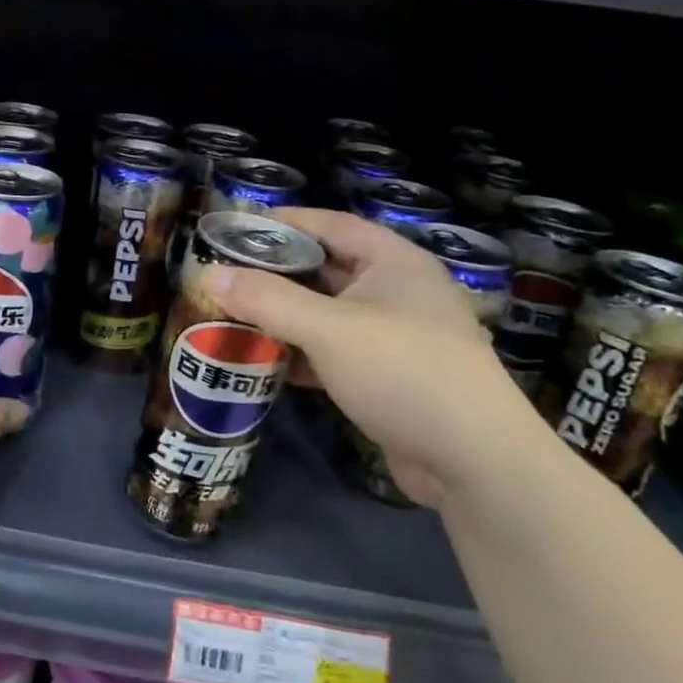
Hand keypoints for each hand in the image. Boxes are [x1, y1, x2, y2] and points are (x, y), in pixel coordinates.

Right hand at [209, 209, 540, 509]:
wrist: (473, 461)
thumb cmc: (403, 371)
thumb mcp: (329, 328)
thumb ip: (267, 299)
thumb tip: (209, 274)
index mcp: (394, 262)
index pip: (331, 224)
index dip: (285, 222)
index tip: (238, 226)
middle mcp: (397, 291)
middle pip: (326, 269)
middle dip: (277, 273)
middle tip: (226, 275)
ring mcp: (395, 337)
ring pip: (327, 314)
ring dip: (285, 315)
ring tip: (234, 314)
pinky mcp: (388, 377)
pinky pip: (334, 352)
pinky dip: (301, 353)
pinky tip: (265, 360)